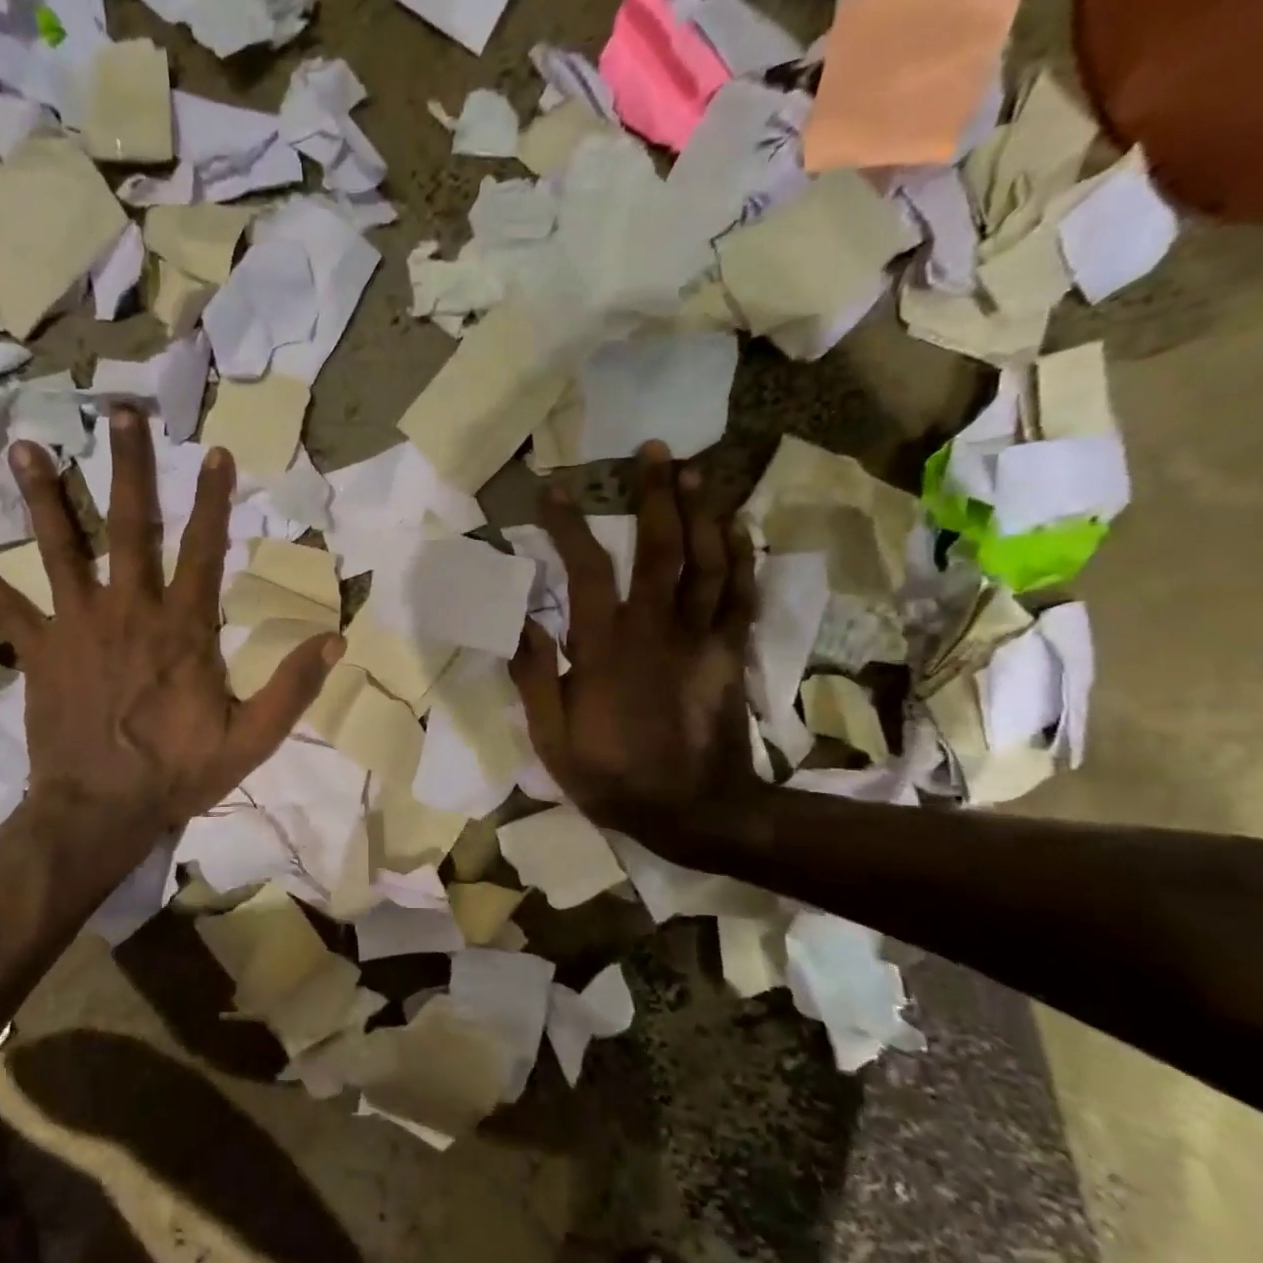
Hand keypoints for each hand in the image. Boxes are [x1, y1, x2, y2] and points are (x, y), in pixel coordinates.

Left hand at [0, 408, 341, 866]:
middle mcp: (129, 611)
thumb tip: (336, 640)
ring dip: (45, 498)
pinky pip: (4, 609)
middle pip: (132, 527)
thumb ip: (293, 687)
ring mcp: (77, 626)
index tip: (216, 452)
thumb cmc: (178, 773)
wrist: (100, 812)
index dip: (214, 501)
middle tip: (120, 413)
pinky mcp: (39, 651)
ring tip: (24, 447)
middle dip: (129, 468)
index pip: (205, 550)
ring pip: (61, 550)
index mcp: (183, 629)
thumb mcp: (252, 738)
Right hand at [510, 442, 763, 845]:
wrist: (696, 812)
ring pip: (708, 561)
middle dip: (657, 494)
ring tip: (697, 471)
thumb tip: (521, 622)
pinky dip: (742, 556)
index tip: (553, 491)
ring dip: (703, 511)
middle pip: (662, 548)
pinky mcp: (729, 652)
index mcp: (606, 649)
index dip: (569, 527)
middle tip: (655, 450)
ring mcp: (701, 638)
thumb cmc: (614, 777)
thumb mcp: (553, 740)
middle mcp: (656, 629)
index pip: (586, 572)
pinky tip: (736, 526)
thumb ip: (536, 678)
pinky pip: (740, 594)